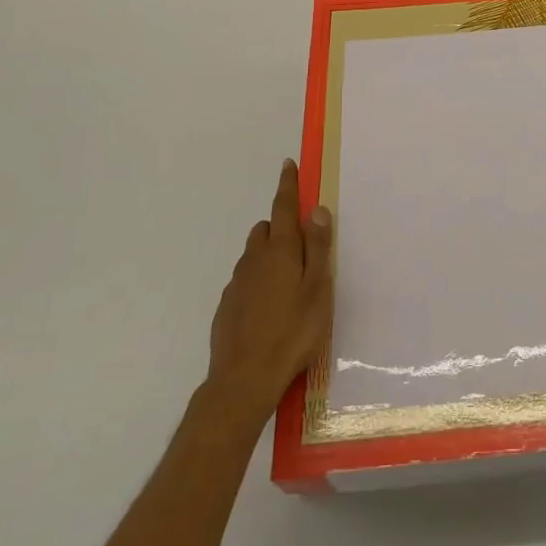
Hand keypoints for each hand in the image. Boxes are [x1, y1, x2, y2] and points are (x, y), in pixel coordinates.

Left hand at [202, 160, 333, 430]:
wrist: (243, 380)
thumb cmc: (293, 332)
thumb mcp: (318, 289)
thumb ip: (318, 248)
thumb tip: (316, 209)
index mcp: (281, 251)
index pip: (284, 207)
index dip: (287, 185)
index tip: (288, 165)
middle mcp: (255, 259)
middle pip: (267, 229)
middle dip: (282, 226)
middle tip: (302, 245)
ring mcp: (237, 283)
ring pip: (254, 254)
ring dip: (270, 254)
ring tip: (289, 281)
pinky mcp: (227, 305)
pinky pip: (246, 279)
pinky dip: (259, 280)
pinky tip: (270, 307)